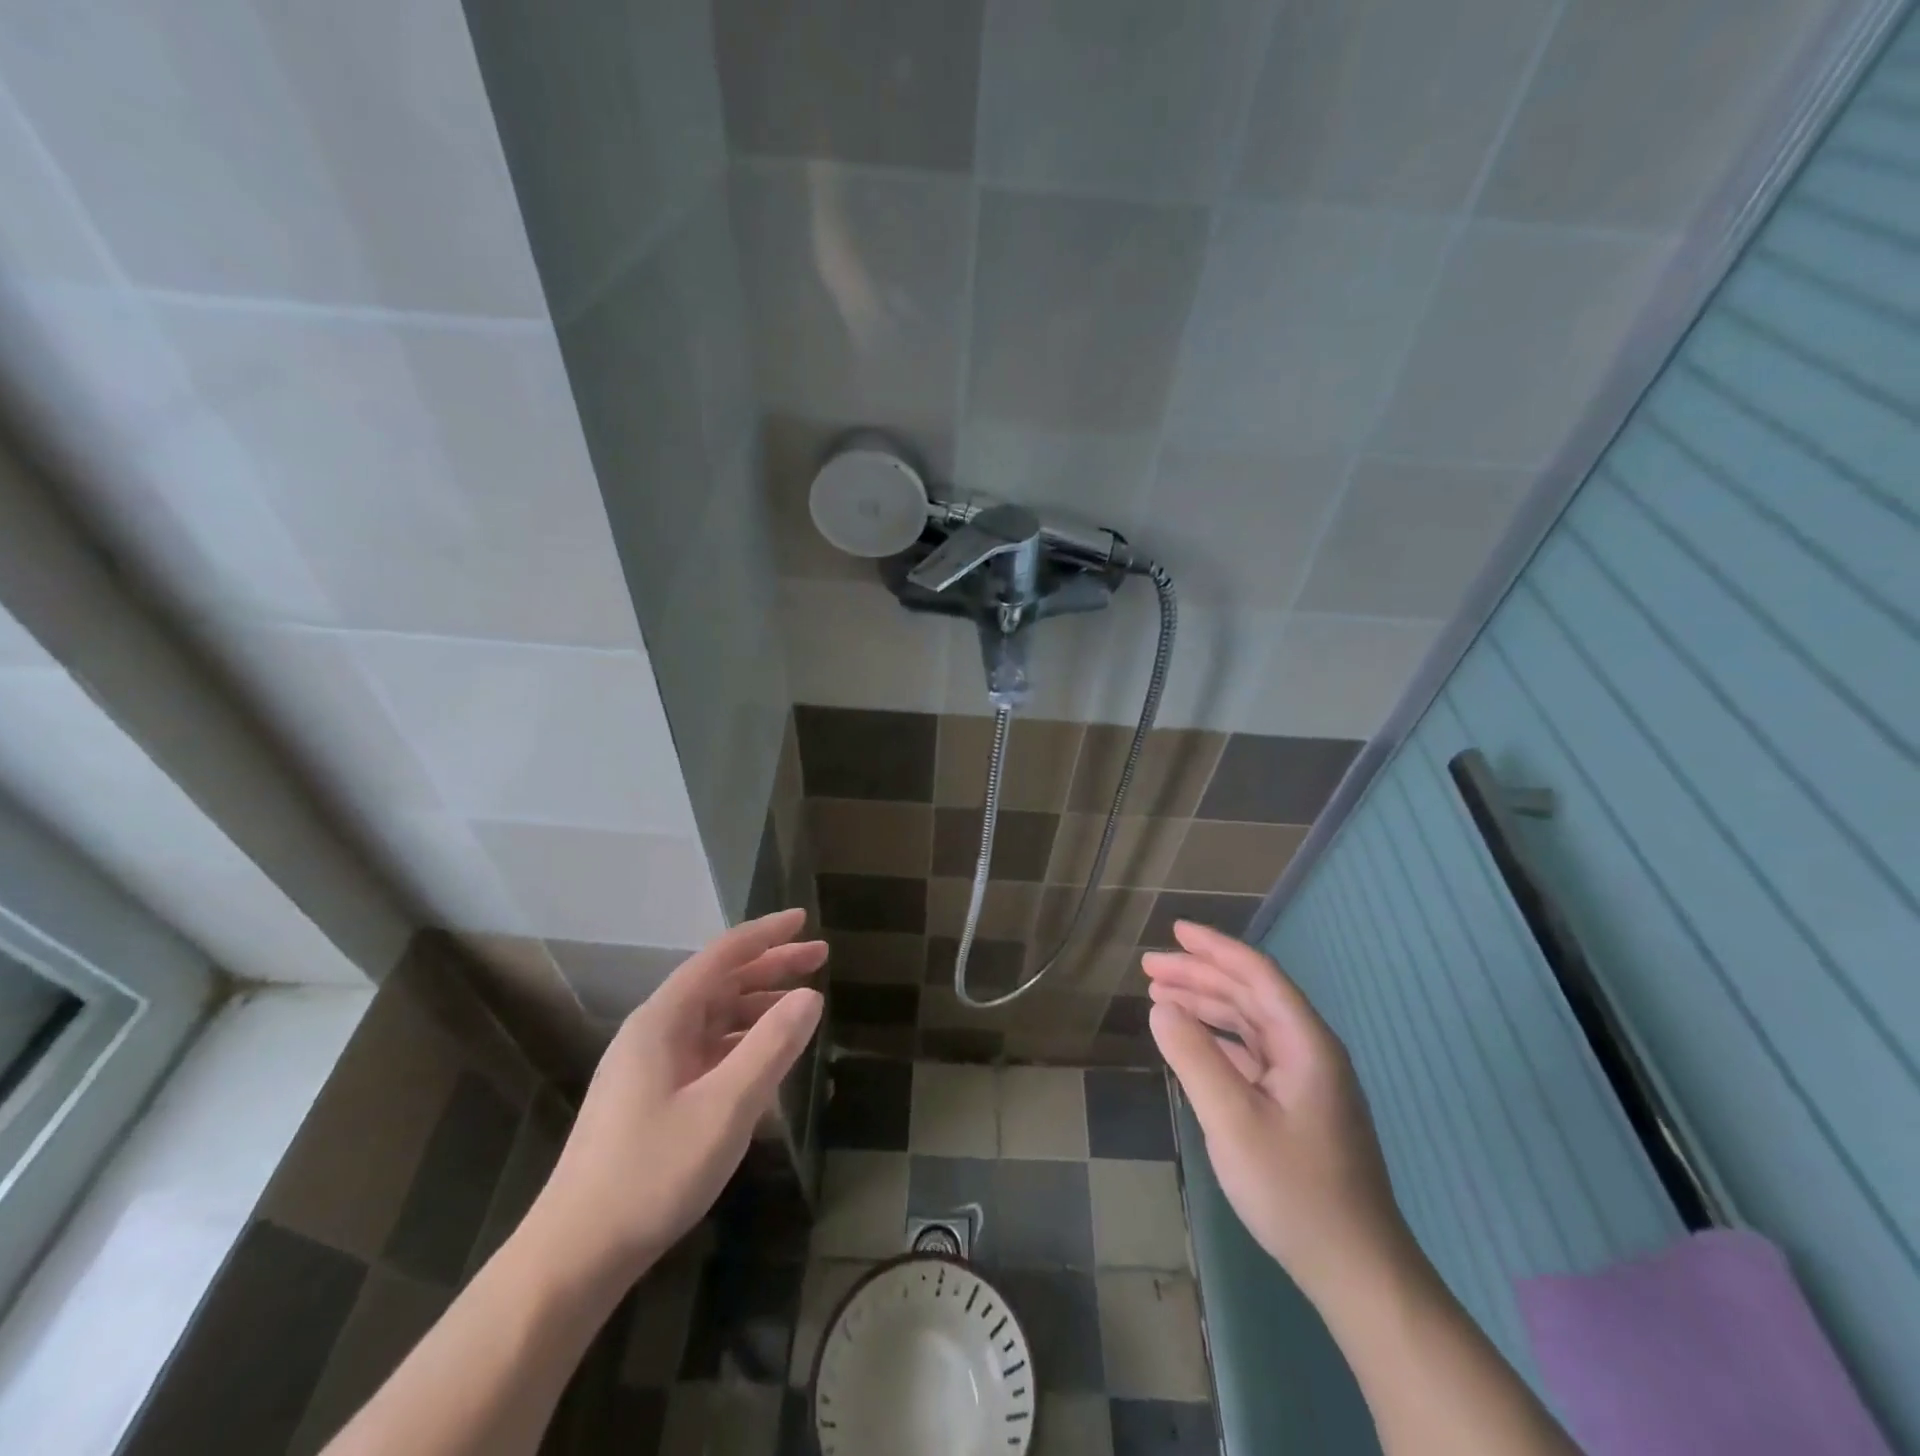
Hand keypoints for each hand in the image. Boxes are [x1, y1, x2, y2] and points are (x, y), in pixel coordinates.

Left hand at [523, 910, 824, 1285]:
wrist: (574, 1255)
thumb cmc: (652, 1173)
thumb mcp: (725, 1108)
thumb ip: (771, 1047)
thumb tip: (810, 996)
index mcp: (663, 1020)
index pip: (721, 956)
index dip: (765, 935)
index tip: (802, 919)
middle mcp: (654, 1031)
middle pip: (719, 983)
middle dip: (770, 966)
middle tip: (820, 957)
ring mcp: (650, 1065)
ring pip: (714, 1017)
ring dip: (758, 1004)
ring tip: (803, 1003)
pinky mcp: (652, 1096)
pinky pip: (706, 1049)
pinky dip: (742, 1041)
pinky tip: (766, 1056)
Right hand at [1144, 920, 1413, 1309]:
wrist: (1356, 1269)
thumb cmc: (1294, 1189)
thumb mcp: (1233, 1121)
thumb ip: (1194, 1057)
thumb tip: (1160, 1008)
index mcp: (1305, 1042)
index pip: (1257, 974)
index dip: (1214, 948)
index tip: (1174, 931)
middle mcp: (1308, 1050)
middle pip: (1249, 994)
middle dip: (1199, 975)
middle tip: (1149, 968)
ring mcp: (1305, 1079)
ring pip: (1249, 1023)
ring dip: (1205, 1005)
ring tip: (1159, 995)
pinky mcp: (1296, 1105)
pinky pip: (1251, 1053)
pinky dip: (1217, 1039)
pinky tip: (1189, 1040)